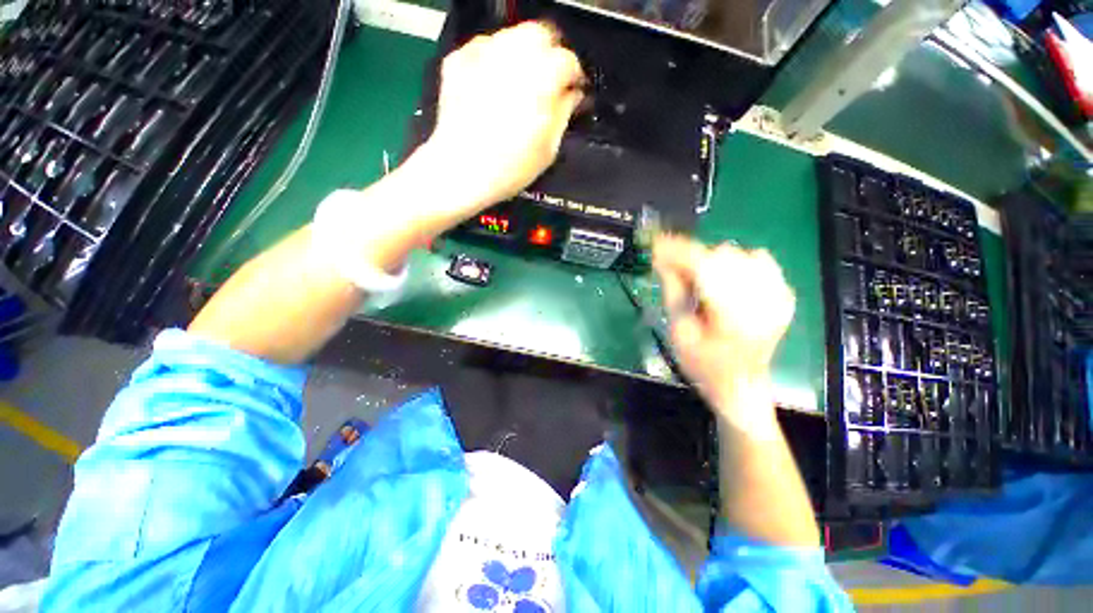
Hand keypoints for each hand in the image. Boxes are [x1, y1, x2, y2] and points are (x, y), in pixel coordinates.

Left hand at [425, 21, 584, 209]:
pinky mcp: (459, 60)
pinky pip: (483, 48)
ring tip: (519, 85)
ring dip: (521, 55)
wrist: (461, 170)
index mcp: (542, 78)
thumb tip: (571, 96)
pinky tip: (493, 86)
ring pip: (511, 36)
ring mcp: (482, 54)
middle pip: (540, 34)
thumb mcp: (548, 149)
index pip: (568, 61)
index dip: (574, 77)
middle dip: (549, 55)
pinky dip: (493, 61)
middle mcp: (513, 55)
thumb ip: (564, 114)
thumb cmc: (508, 168)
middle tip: (547, 81)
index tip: (572, 91)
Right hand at [653, 235, 794, 423]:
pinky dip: (737, 262)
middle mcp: (761, 299)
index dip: (678, 250)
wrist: (741, 385)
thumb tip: (662, 259)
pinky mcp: (783, 294)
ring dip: (713, 260)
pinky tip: (725, 278)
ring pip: (739, 254)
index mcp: (733, 314)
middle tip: (673, 268)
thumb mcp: (679, 331)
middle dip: (692, 257)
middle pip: (722, 255)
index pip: (703, 266)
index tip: (657, 243)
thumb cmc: (703, 365)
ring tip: (699, 278)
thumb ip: (672, 291)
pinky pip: (760, 261)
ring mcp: (777, 295)